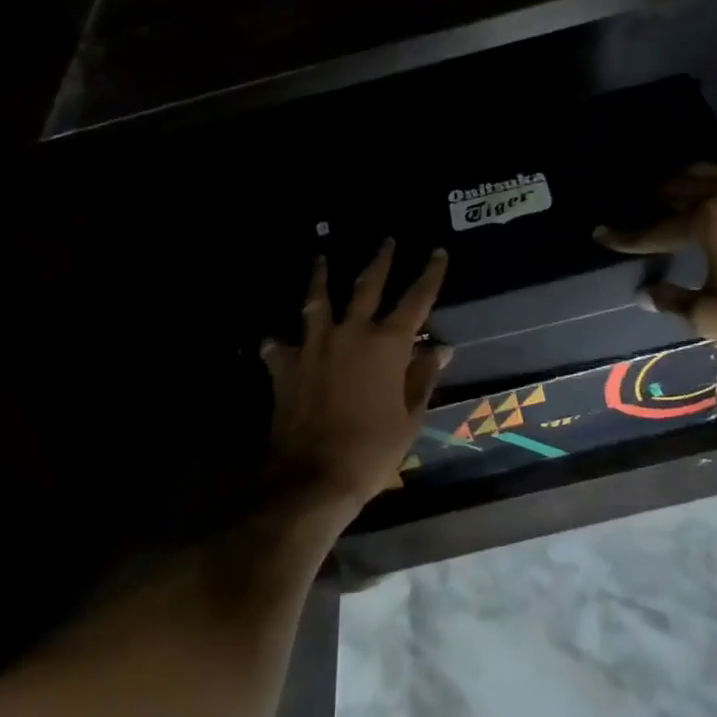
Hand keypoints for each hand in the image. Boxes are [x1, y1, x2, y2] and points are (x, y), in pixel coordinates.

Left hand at [260, 240, 451, 508]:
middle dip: (380, 261)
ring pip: (317, 301)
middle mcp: (350, 333)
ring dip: (320, 277)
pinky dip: (281, 342)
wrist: (313, 477)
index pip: (416, 300)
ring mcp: (314, 346)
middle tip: (387, 240)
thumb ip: (424, 378)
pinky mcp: (286, 365)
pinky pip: (281, 345)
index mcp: (387, 345)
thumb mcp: (410, 418)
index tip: (437, 252)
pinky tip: (276, 340)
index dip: (429, 275)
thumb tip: (440, 348)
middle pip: (367, 286)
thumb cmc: (372, 450)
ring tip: (321, 257)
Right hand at [595, 165, 716, 351]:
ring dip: (687, 184)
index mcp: (706, 221)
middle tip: (639, 206)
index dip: (623, 235)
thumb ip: (673, 301)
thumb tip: (644, 292)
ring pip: (712, 174)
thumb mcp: (715, 317)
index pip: (652, 228)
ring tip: (676, 198)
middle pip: (679, 184)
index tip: (599, 233)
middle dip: (654, 196)